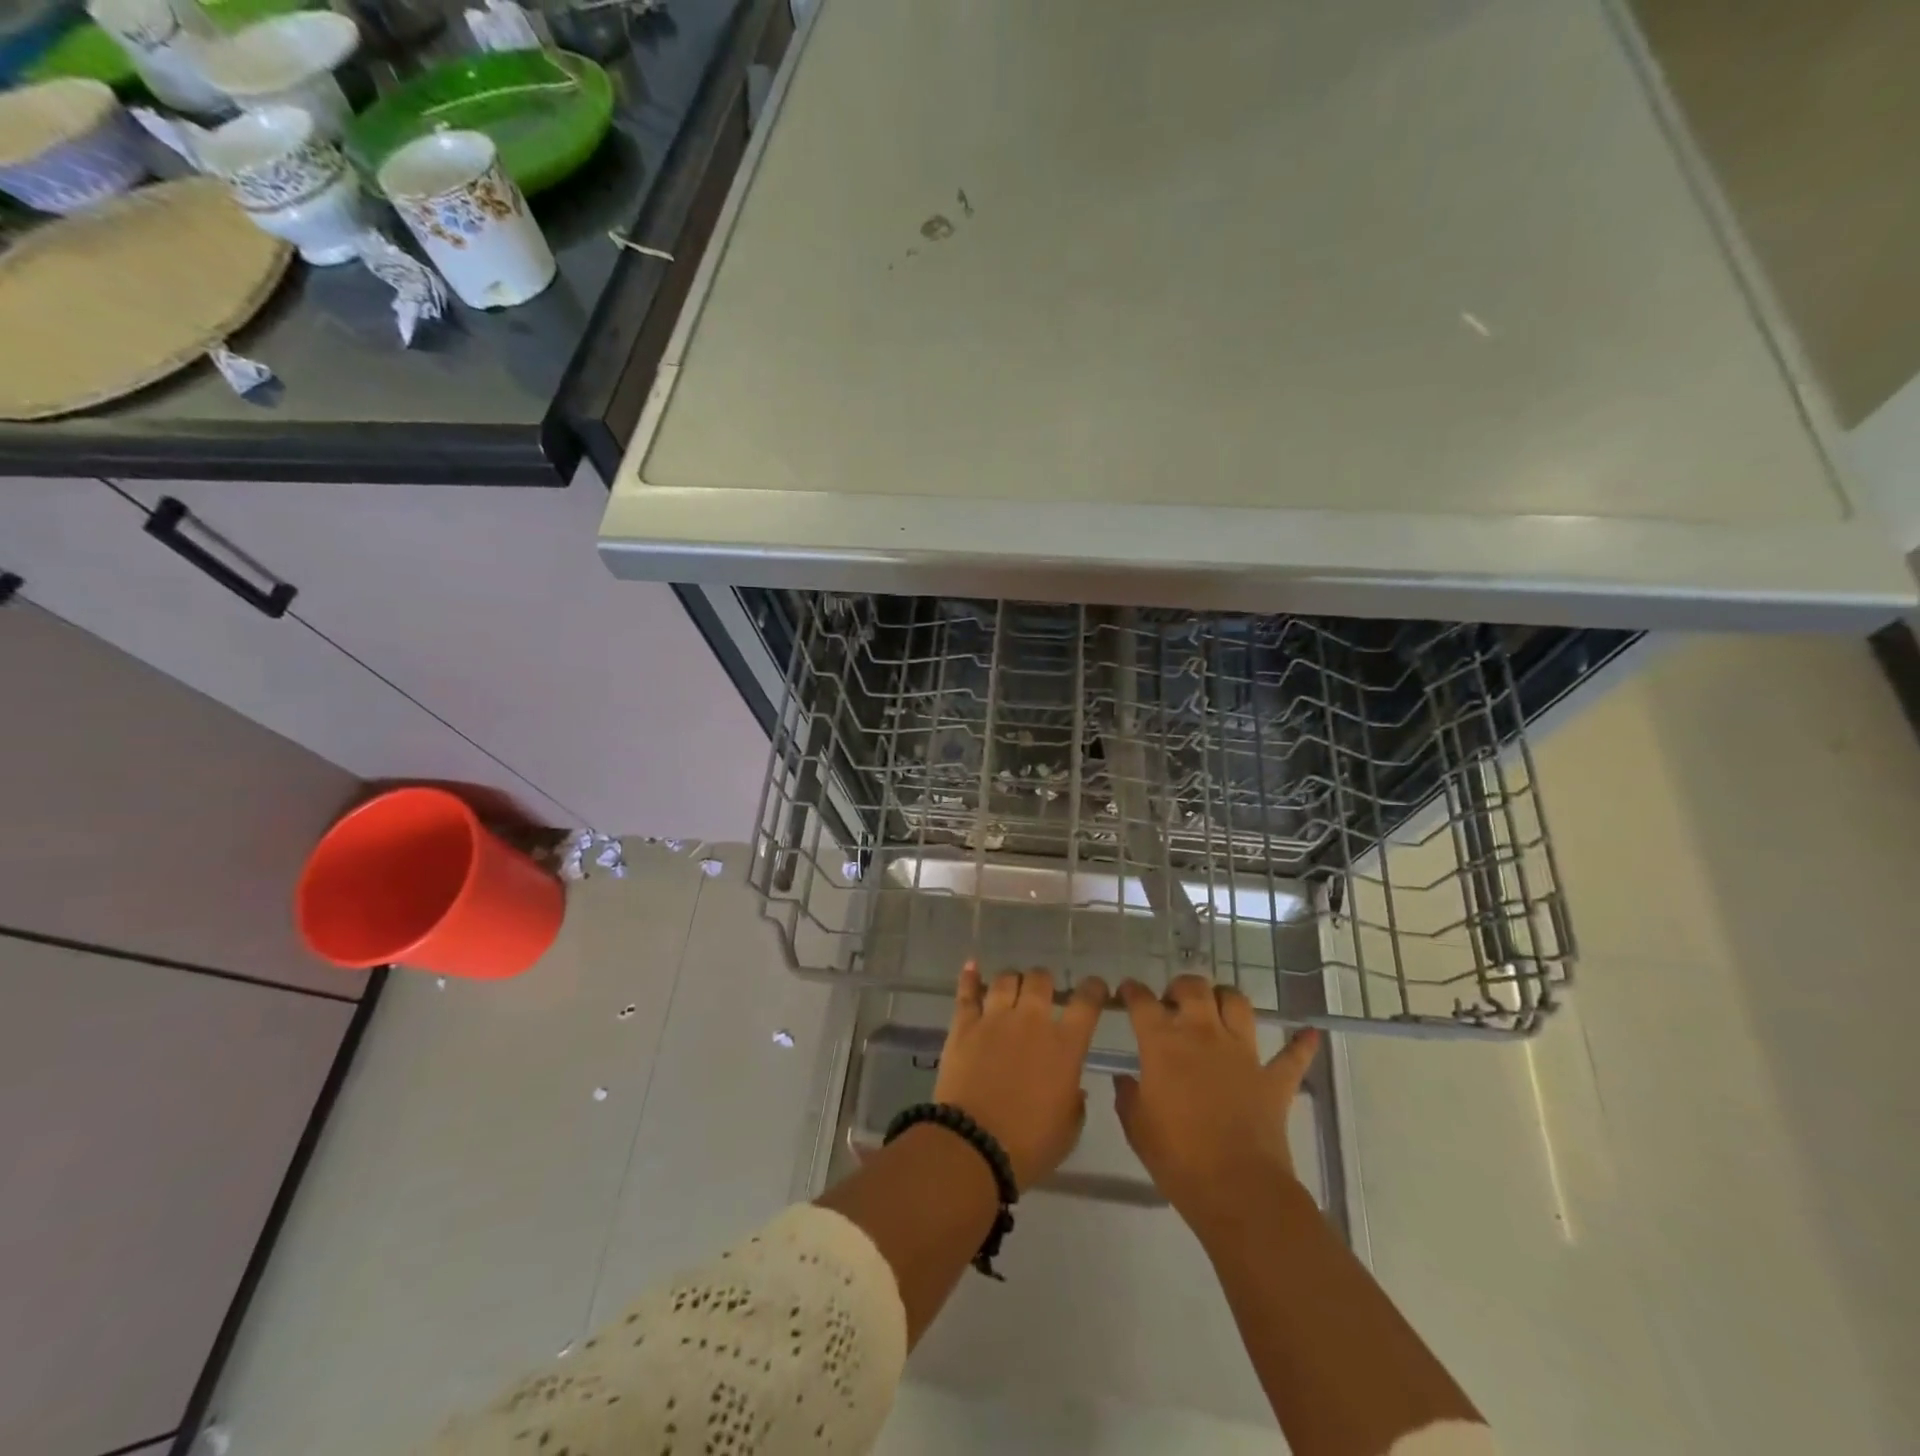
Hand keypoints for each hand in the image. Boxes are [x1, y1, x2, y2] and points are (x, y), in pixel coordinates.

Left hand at [933, 963, 1108, 1191]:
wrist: (974, 1146)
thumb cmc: (1029, 1146)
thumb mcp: (1068, 1130)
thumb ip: (1075, 1102)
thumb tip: (1074, 1087)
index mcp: (1065, 1046)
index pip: (1086, 1003)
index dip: (1094, 989)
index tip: (1095, 987)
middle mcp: (1031, 1022)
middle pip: (1040, 980)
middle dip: (1044, 981)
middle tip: (1042, 991)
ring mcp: (995, 1019)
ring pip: (1005, 980)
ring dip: (1012, 979)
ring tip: (1011, 985)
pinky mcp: (964, 1025)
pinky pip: (966, 992)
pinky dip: (969, 977)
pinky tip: (971, 965)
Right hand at [1113, 974, 1320, 1231]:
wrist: (1238, 1190)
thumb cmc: (1178, 1158)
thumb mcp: (1137, 1127)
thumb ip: (1128, 1096)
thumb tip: (1124, 1079)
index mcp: (1163, 1044)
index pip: (1142, 1002)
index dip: (1131, 991)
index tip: (1126, 991)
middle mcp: (1203, 1035)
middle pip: (1193, 988)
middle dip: (1180, 986)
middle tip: (1172, 1001)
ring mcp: (1243, 1053)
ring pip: (1237, 1003)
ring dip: (1225, 998)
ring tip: (1217, 1007)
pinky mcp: (1274, 1079)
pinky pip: (1292, 1055)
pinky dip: (1301, 1043)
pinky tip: (1309, 1032)